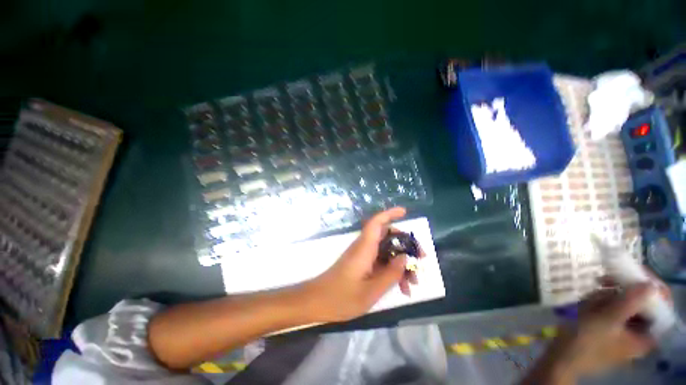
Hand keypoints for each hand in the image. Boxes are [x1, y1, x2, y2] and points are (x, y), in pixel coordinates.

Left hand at [304, 207, 416, 321]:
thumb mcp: (370, 291)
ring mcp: (363, 256)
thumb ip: (390, 274)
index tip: (405, 212)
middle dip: (405, 245)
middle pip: (387, 236)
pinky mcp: (362, 265)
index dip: (390, 214)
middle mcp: (364, 248)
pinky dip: (392, 272)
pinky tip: (402, 289)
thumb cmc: (340, 297)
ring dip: (401, 263)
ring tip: (413, 282)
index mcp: (364, 248)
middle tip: (420, 259)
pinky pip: (381, 262)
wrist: (317, 302)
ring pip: (386, 251)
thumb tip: (405, 257)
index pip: (377, 223)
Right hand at [545, 280, 670, 379]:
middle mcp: (640, 332)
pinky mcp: (610, 328)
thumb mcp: (607, 319)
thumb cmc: (586, 340)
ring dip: (608, 295)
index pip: (662, 306)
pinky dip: (601, 301)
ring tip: (591, 297)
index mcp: (647, 335)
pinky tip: (588, 303)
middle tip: (604, 281)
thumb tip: (651, 284)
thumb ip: (630, 302)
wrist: (561, 356)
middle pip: (642, 302)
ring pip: (624, 303)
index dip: (652, 287)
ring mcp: (624, 330)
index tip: (635, 273)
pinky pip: (612, 308)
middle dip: (622, 290)